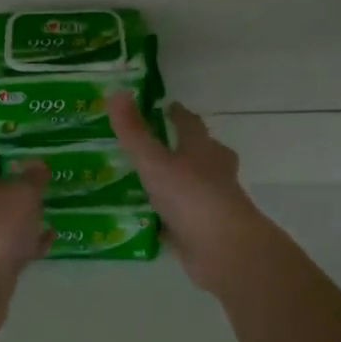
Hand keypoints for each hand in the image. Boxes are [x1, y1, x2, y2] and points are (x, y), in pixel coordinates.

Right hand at [107, 90, 276, 295]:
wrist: (223, 250)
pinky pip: (181, 218)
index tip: (167, 106)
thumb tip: (117, 91)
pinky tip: (146, 218)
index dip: (178, 114)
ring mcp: (210, 204)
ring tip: (143, 180)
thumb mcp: (154, 161)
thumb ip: (133, 131)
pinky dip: (167, 216)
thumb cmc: (191, 195)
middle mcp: (212, 172)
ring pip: (191, 186)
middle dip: (181, 148)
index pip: (190, 124)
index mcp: (203, 149)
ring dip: (174, 182)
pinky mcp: (203, 232)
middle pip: (199, 153)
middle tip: (153, 144)